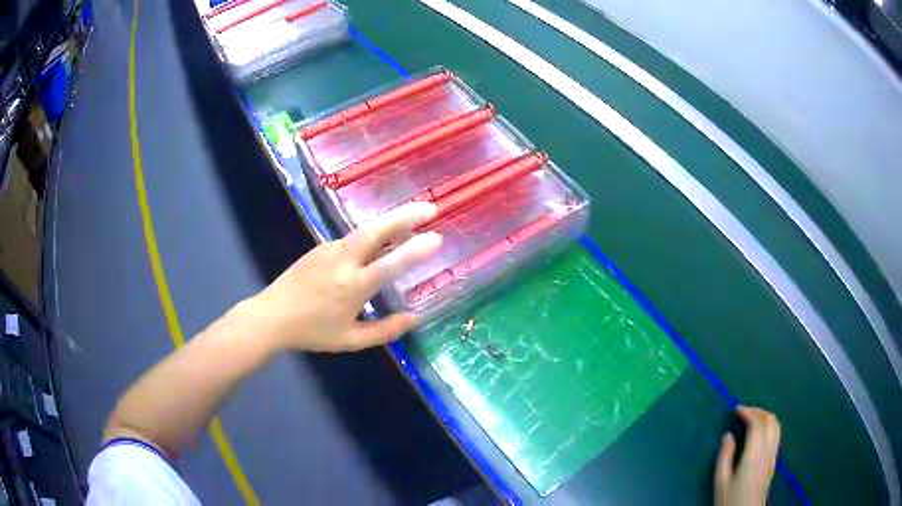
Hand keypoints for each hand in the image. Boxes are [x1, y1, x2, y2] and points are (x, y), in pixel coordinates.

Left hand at [247, 202, 441, 352]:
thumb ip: (384, 331)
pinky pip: (351, 238)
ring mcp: (328, 250)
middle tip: (431, 209)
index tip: (437, 238)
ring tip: (413, 220)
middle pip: (376, 230)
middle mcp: (342, 261)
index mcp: (352, 287)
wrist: (271, 316)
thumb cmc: (312, 332)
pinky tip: (380, 241)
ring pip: (364, 230)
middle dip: (405, 216)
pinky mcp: (320, 247)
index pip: (389, 264)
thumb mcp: (350, 340)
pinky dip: (372, 235)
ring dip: (391, 222)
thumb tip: (414, 318)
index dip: (415, 251)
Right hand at [715, 406, 780, 505]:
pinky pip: (776, 435)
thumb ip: (725, 456)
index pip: (757, 424)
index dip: (748, 412)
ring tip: (752, 418)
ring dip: (765, 417)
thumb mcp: (721, 481)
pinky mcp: (774, 461)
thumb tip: (728, 435)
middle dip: (758, 411)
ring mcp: (773, 455)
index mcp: (754, 454)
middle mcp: (768, 450)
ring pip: (776, 426)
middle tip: (744, 411)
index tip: (736, 409)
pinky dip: (769, 426)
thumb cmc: (730, 499)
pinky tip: (759, 433)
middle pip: (770, 421)